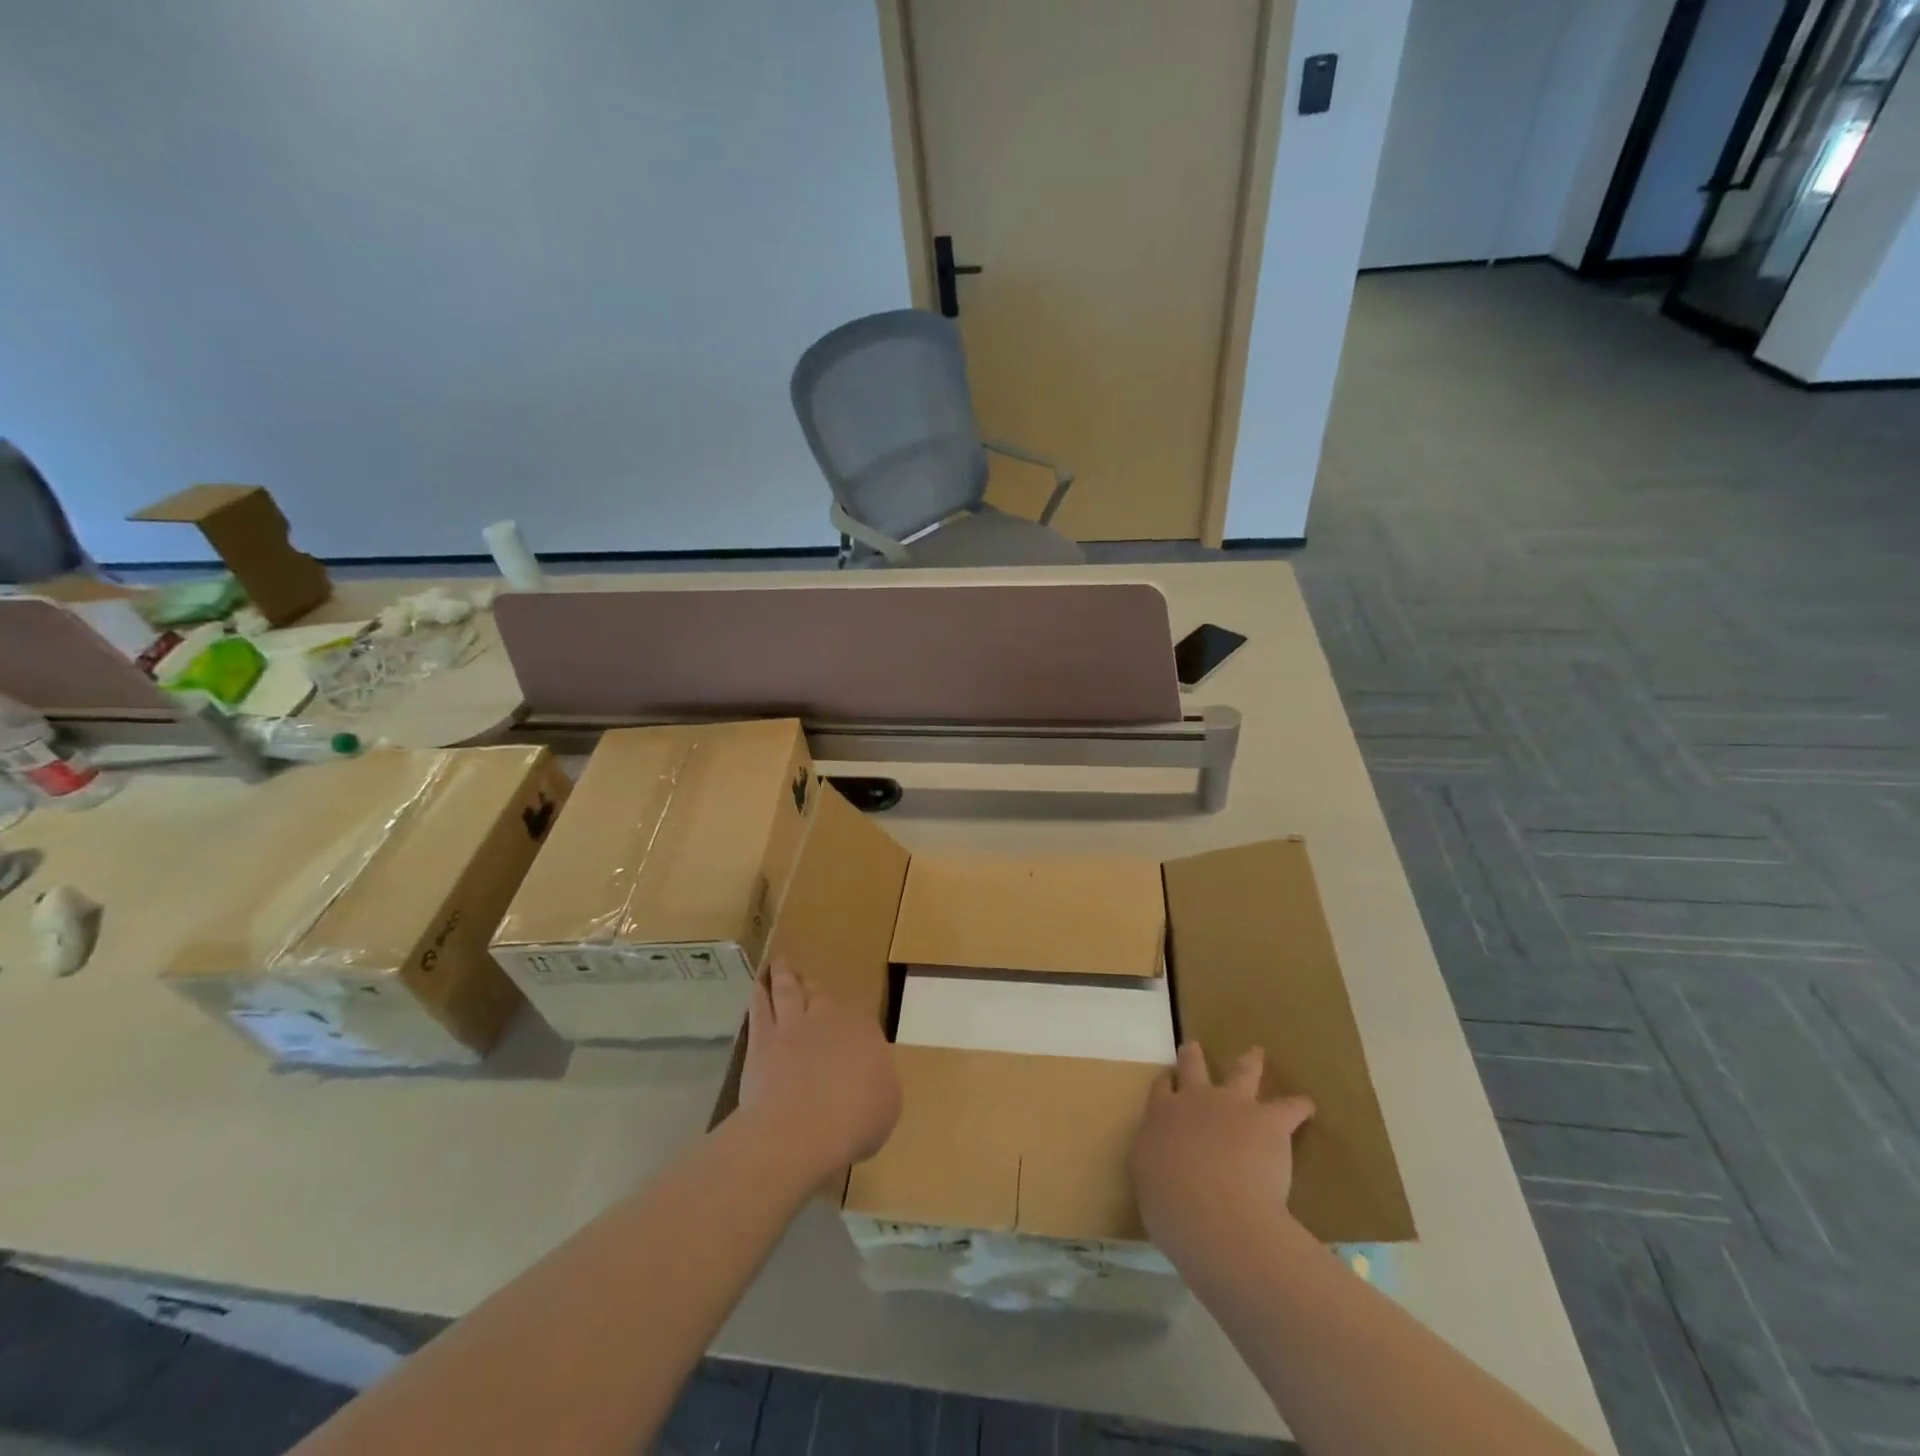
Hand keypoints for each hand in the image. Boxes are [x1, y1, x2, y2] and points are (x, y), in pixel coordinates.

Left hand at [738, 961, 900, 1175]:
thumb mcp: (888, 1106)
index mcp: (866, 1034)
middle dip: (816, 990)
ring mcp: (794, 1026)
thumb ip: (880, 1085)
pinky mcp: (763, 1040)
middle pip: (822, 999)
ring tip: (781, 963)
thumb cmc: (855, 1121)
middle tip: (808, 980)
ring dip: (785, 976)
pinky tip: (758, 983)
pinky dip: (760, 992)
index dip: (852, 1027)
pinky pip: (760, 1009)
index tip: (848, 1031)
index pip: (860, 1023)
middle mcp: (831, 1020)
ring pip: (789, 992)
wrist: (803, 1128)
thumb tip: (872, 1079)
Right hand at [1130, 1042, 1313, 1255]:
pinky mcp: (1268, 1121)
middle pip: (1192, 1067)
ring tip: (1256, 1053)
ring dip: (1249, 1061)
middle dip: (1193, 1056)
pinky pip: (1290, 1107)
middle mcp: (1194, 1101)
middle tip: (1195, 1047)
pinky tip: (1307, 1105)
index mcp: (1161, 1118)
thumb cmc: (1172, 1210)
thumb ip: (1154, 1167)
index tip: (1168, 1080)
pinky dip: (1299, 1107)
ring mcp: (1232, 1105)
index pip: (1161, 1090)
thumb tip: (1161, 1165)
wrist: (1216, 1214)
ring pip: (1241, 1072)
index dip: (1166, 1084)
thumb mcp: (1148, 1186)